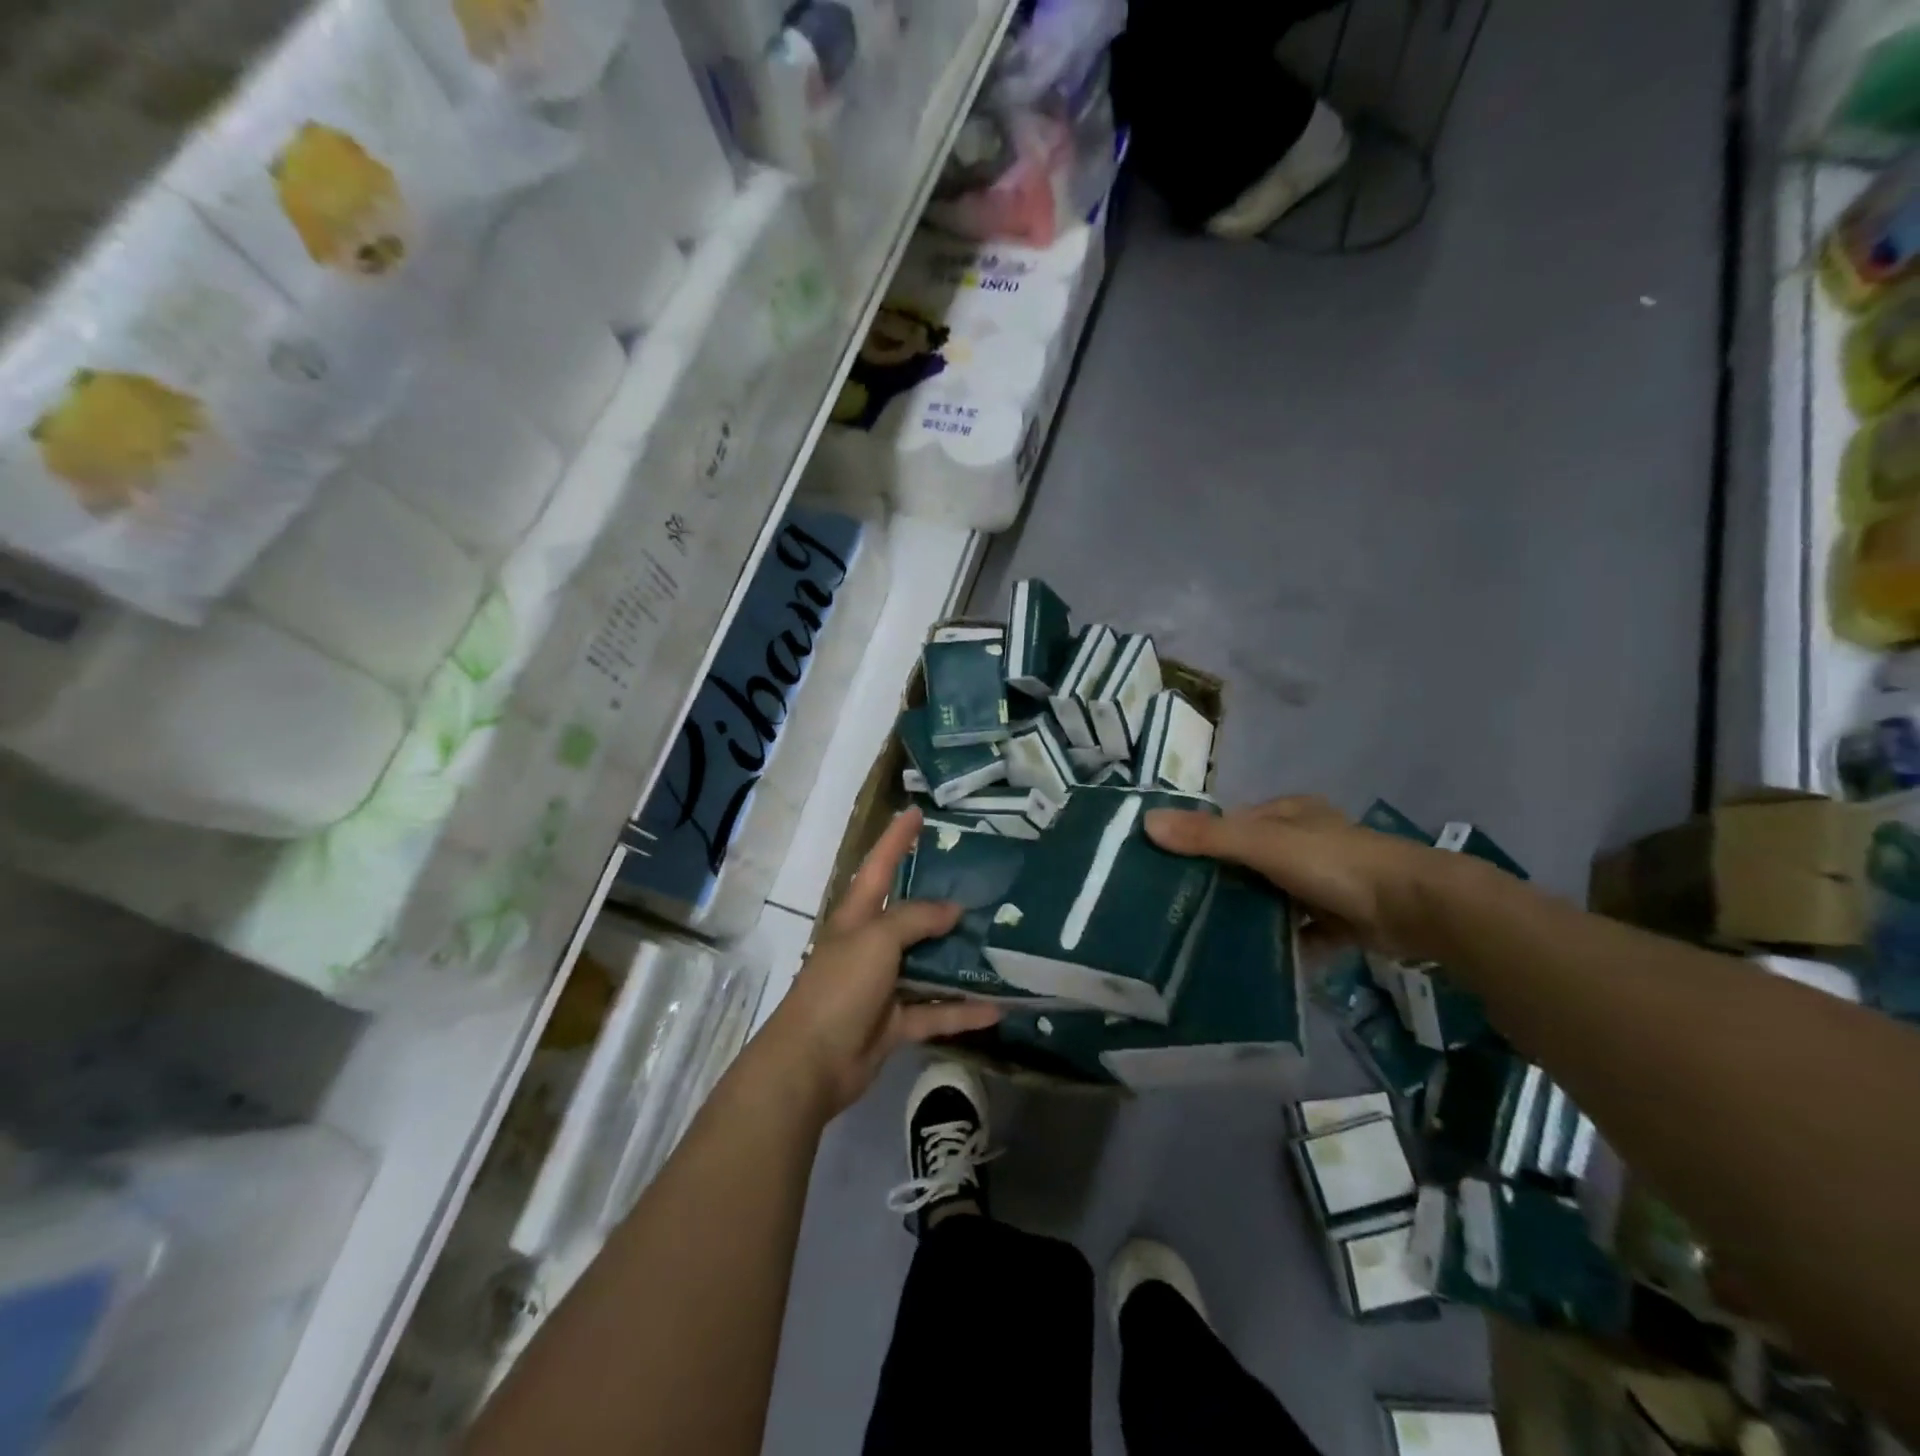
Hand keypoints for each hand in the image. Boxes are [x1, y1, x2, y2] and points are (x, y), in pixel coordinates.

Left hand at [760, 808, 1002, 1116]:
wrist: (811, 1063)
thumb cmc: (840, 987)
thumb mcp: (876, 939)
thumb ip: (915, 919)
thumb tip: (953, 910)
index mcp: (857, 916)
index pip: (880, 866)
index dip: (896, 838)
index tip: (917, 812)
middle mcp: (870, 945)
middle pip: (909, 916)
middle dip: (940, 901)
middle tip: (981, 886)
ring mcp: (882, 986)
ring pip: (927, 965)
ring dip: (958, 959)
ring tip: (998, 945)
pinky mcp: (894, 1023)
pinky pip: (935, 1011)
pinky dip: (962, 1011)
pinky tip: (998, 1008)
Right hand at [1144, 795, 1467, 960]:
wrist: (1417, 909)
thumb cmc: (1336, 864)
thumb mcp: (1265, 845)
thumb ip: (1209, 837)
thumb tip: (1146, 822)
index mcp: (1289, 813)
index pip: (1233, 823)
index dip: (1201, 841)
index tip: (1167, 868)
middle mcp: (1307, 841)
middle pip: (1251, 860)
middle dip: (1223, 882)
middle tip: (1181, 908)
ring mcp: (1327, 880)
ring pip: (1275, 895)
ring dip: (1251, 913)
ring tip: (1208, 936)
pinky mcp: (1343, 917)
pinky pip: (1301, 929)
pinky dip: (1283, 941)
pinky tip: (1255, 959)